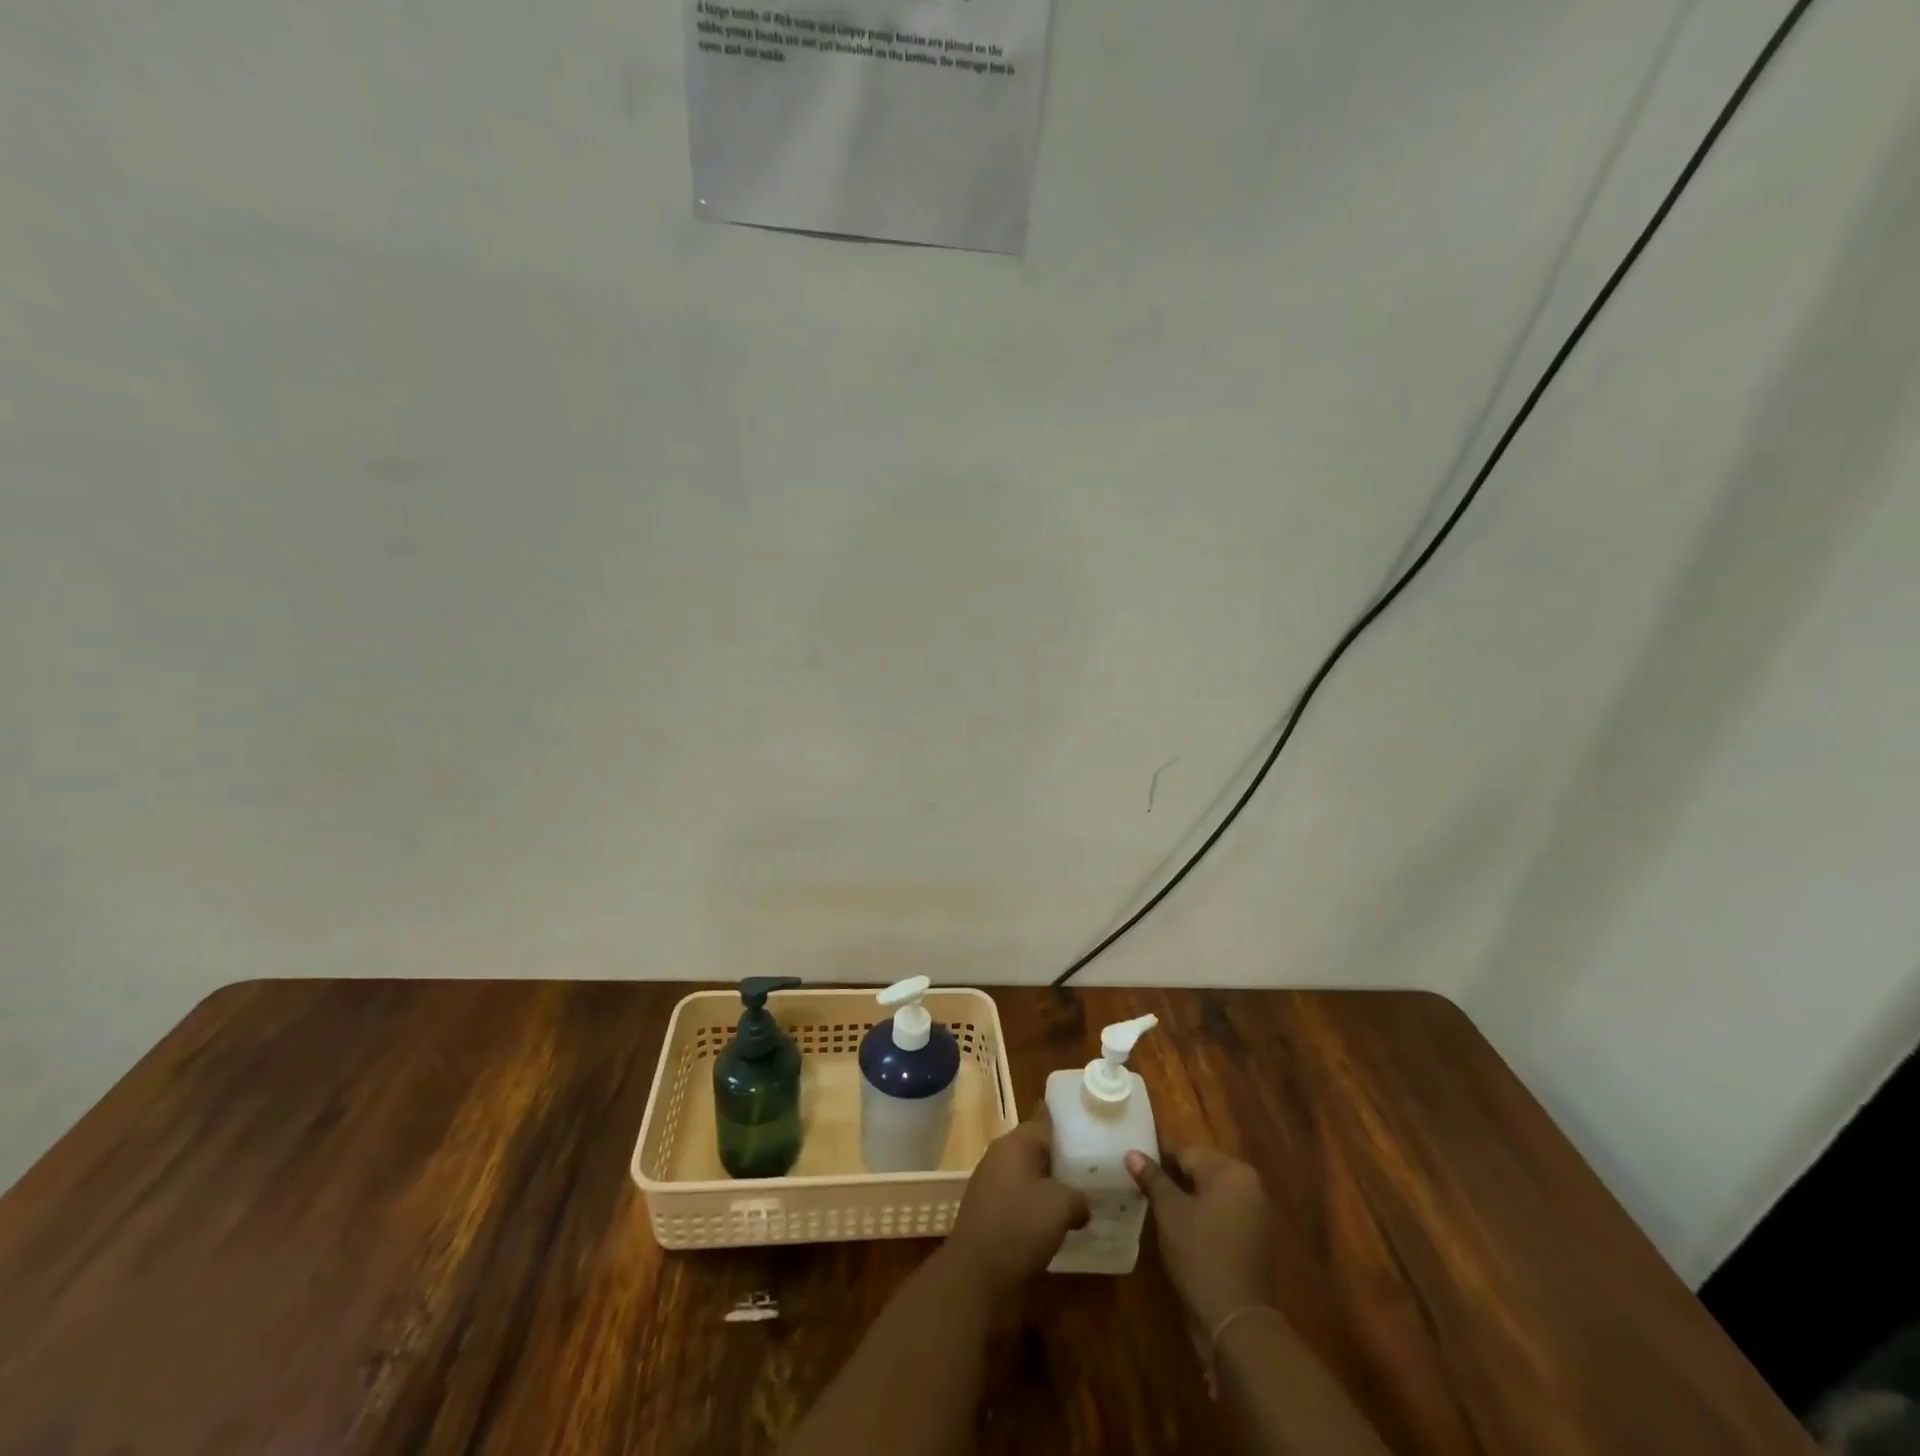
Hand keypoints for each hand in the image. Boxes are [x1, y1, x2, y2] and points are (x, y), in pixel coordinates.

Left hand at [946, 1106, 1088, 1294]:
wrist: (975, 1272)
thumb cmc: (1019, 1226)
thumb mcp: (1060, 1207)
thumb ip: (1077, 1198)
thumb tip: (1082, 1204)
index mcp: (1015, 1144)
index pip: (1041, 1119)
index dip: (1059, 1118)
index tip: (1079, 1117)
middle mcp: (999, 1155)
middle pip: (1033, 1146)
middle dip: (1056, 1154)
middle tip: (1085, 1163)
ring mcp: (988, 1182)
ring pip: (1024, 1172)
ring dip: (1045, 1182)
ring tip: (1074, 1193)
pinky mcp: (985, 1209)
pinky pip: (1015, 1195)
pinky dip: (1032, 1202)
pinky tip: (1050, 1220)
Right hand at [1127, 1144, 1274, 1333]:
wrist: (1236, 1322)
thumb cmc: (1200, 1255)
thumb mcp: (1169, 1212)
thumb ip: (1153, 1178)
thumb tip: (1132, 1153)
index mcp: (1231, 1171)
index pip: (1186, 1151)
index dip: (1157, 1156)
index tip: (1134, 1163)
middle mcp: (1249, 1185)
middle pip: (1201, 1170)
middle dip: (1172, 1176)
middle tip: (1142, 1184)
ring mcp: (1255, 1213)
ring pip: (1211, 1193)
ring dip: (1186, 1196)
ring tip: (1156, 1205)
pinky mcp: (1254, 1239)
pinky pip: (1222, 1214)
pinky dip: (1202, 1215)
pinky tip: (1180, 1227)